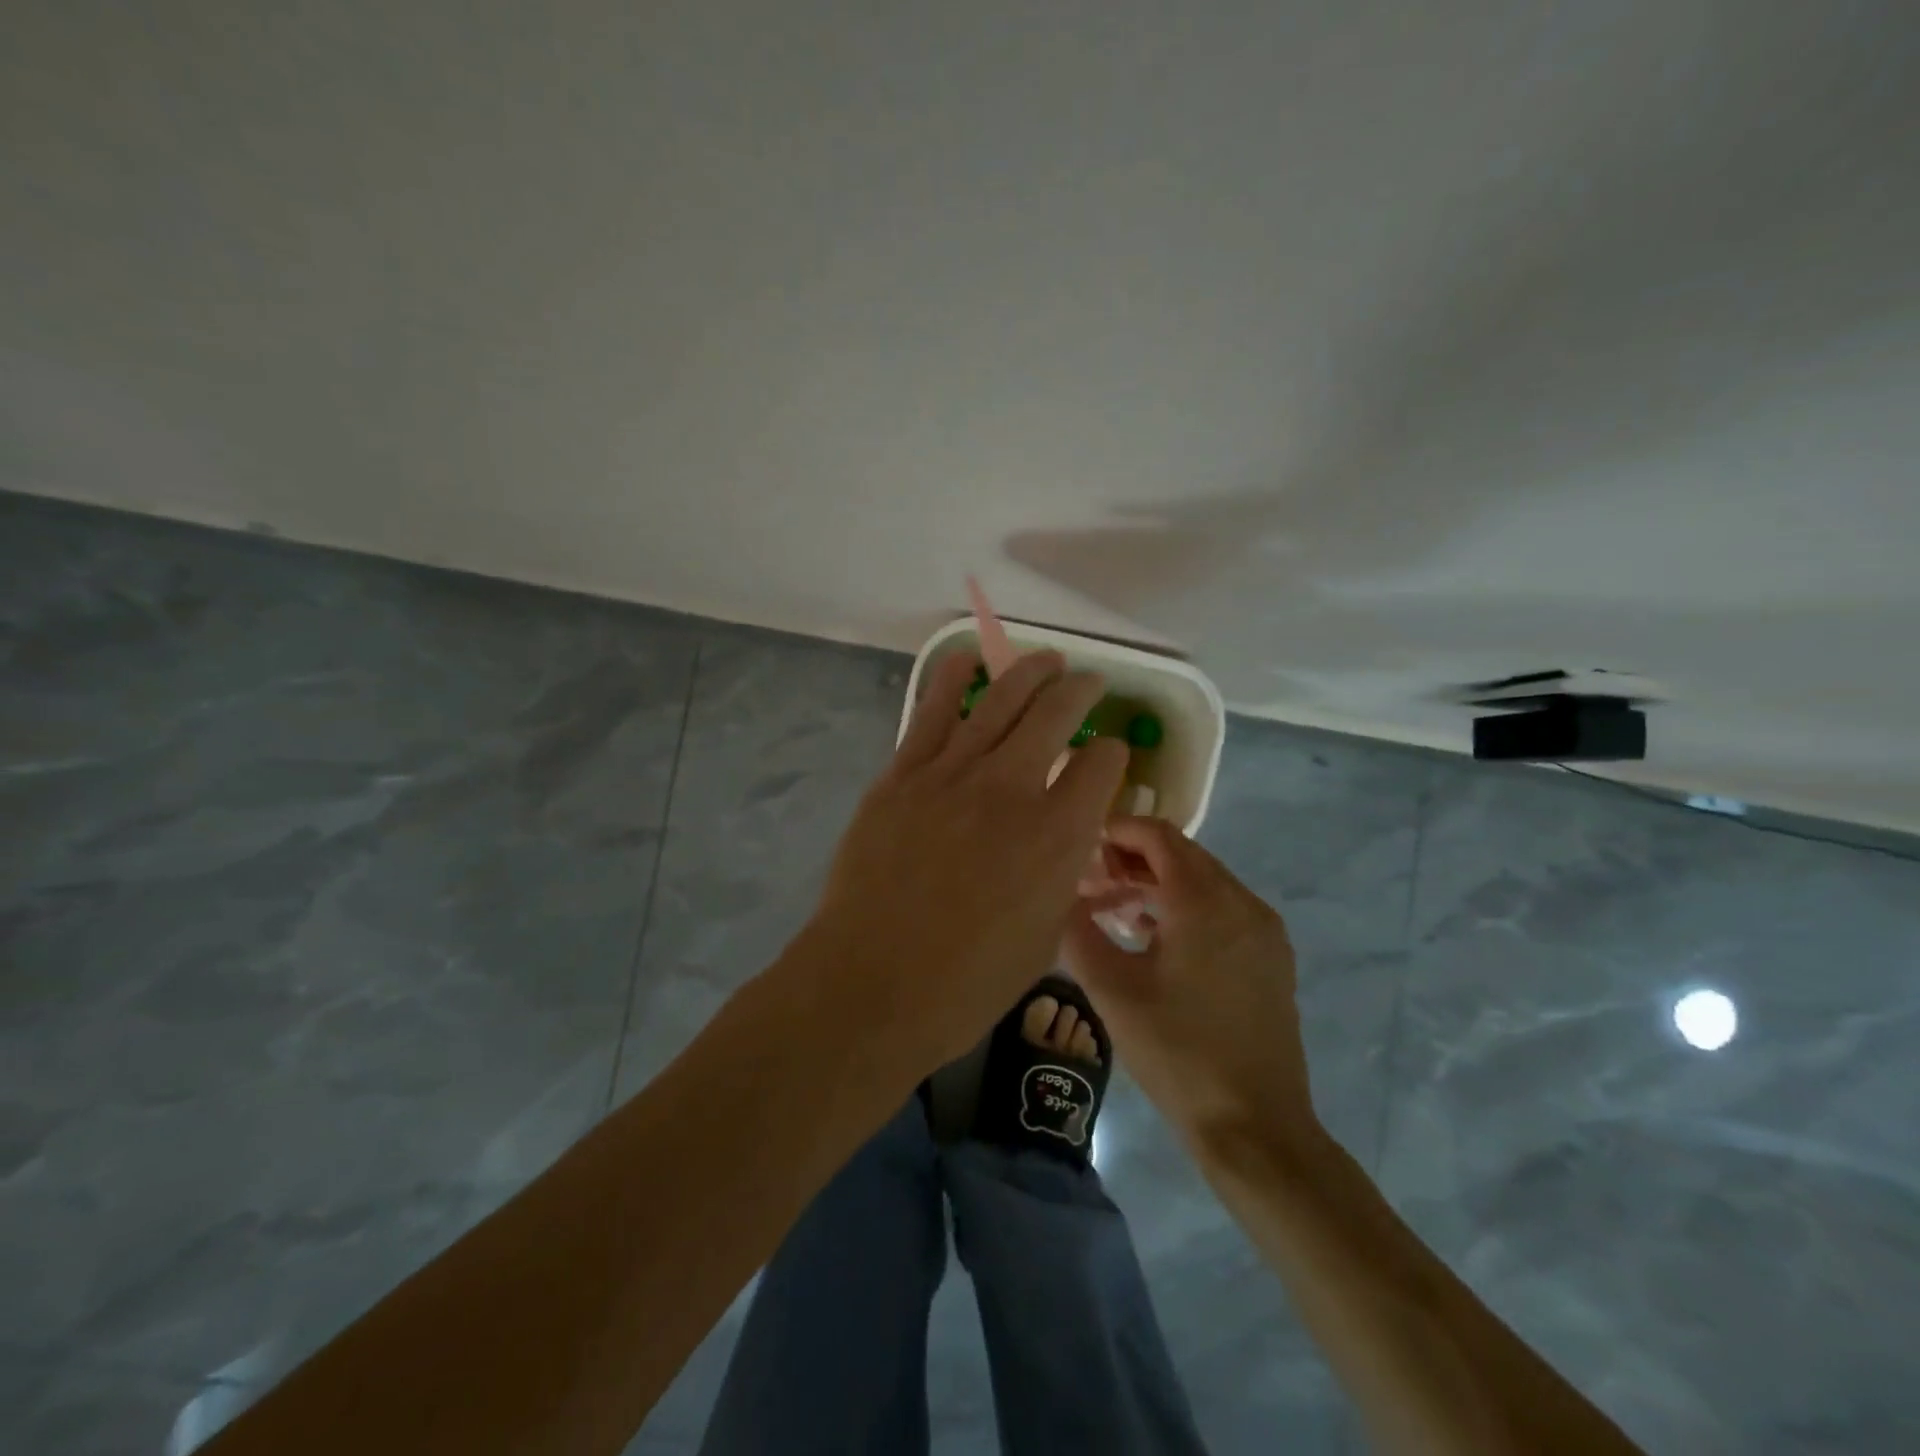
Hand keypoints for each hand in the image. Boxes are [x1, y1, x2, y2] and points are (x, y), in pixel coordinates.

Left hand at [806, 650, 1129, 1077]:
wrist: (873, 981)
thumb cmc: (968, 981)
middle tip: (1088, 683)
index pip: (1103, 766)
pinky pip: (932, 712)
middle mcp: (1011, 788)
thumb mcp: (1045, 936)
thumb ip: (1062, 875)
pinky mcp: (903, 774)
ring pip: (999, 700)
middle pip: (1056, 714)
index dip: (1113, 757)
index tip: (1108, 759)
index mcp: (1058, 834)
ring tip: (1046, 660)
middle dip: (1080, 691)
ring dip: (1030, 673)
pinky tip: (968, 659)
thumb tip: (1066, 839)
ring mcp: (951, 774)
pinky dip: (953, 678)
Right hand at [1063, 817, 1318, 1156]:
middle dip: (1132, 859)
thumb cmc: (1178, 1053)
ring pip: (1202, 882)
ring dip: (1156, 885)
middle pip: (1181, 855)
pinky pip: (1222, 910)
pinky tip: (1151, 938)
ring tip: (1112, 909)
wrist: (1256, 1127)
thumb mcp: (1112, 991)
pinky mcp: (1270, 957)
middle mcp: (1242, 902)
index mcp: (1205, 901)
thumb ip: (1078, 932)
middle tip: (1089, 883)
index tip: (1080, 848)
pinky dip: (1184, 908)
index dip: (1116, 831)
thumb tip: (1058, 897)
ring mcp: (1263, 930)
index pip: (1158, 835)